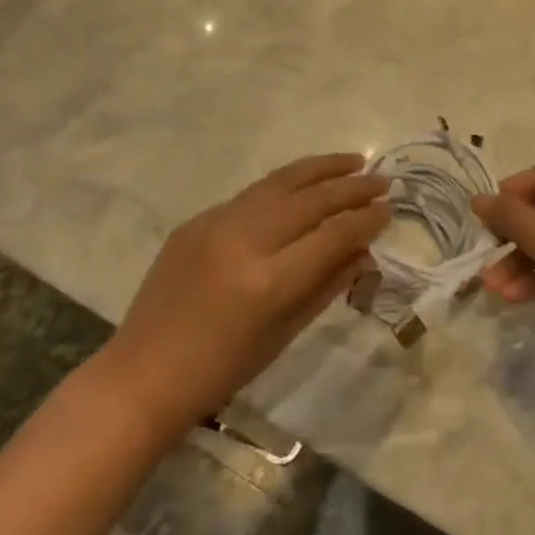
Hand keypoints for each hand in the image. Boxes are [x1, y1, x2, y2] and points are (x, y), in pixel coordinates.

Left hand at [103, 154, 387, 432]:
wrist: (144, 374)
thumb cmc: (222, 370)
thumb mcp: (285, 333)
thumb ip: (327, 285)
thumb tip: (363, 251)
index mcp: (269, 281)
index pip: (332, 235)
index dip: (366, 219)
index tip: (390, 208)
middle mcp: (244, 241)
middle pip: (310, 200)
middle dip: (351, 187)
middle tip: (383, 179)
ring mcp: (215, 224)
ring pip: (279, 182)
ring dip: (320, 169)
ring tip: (352, 160)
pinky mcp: (195, 220)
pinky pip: (250, 196)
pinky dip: (284, 186)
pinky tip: (303, 185)